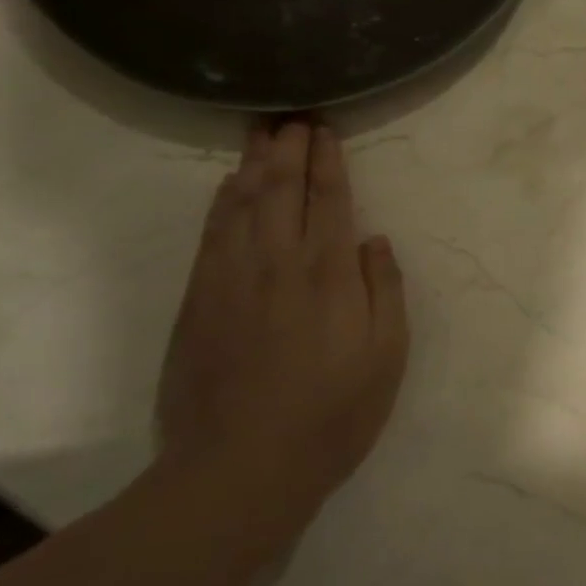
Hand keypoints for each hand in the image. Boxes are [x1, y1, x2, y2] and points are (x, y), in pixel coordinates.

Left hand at [157, 120, 407, 524]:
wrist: (240, 469)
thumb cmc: (332, 413)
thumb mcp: (387, 355)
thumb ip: (385, 290)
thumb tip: (374, 241)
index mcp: (328, 273)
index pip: (329, 198)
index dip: (327, 160)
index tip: (325, 129)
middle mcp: (278, 261)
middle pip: (281, 188)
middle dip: (289, 147)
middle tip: (292, 115)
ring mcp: (231, 278)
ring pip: (241, 202)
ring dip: (253, 163)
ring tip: (261, 133)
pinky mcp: (198, 300)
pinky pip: (211, 233)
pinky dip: (222, 201)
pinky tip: (228, 186)